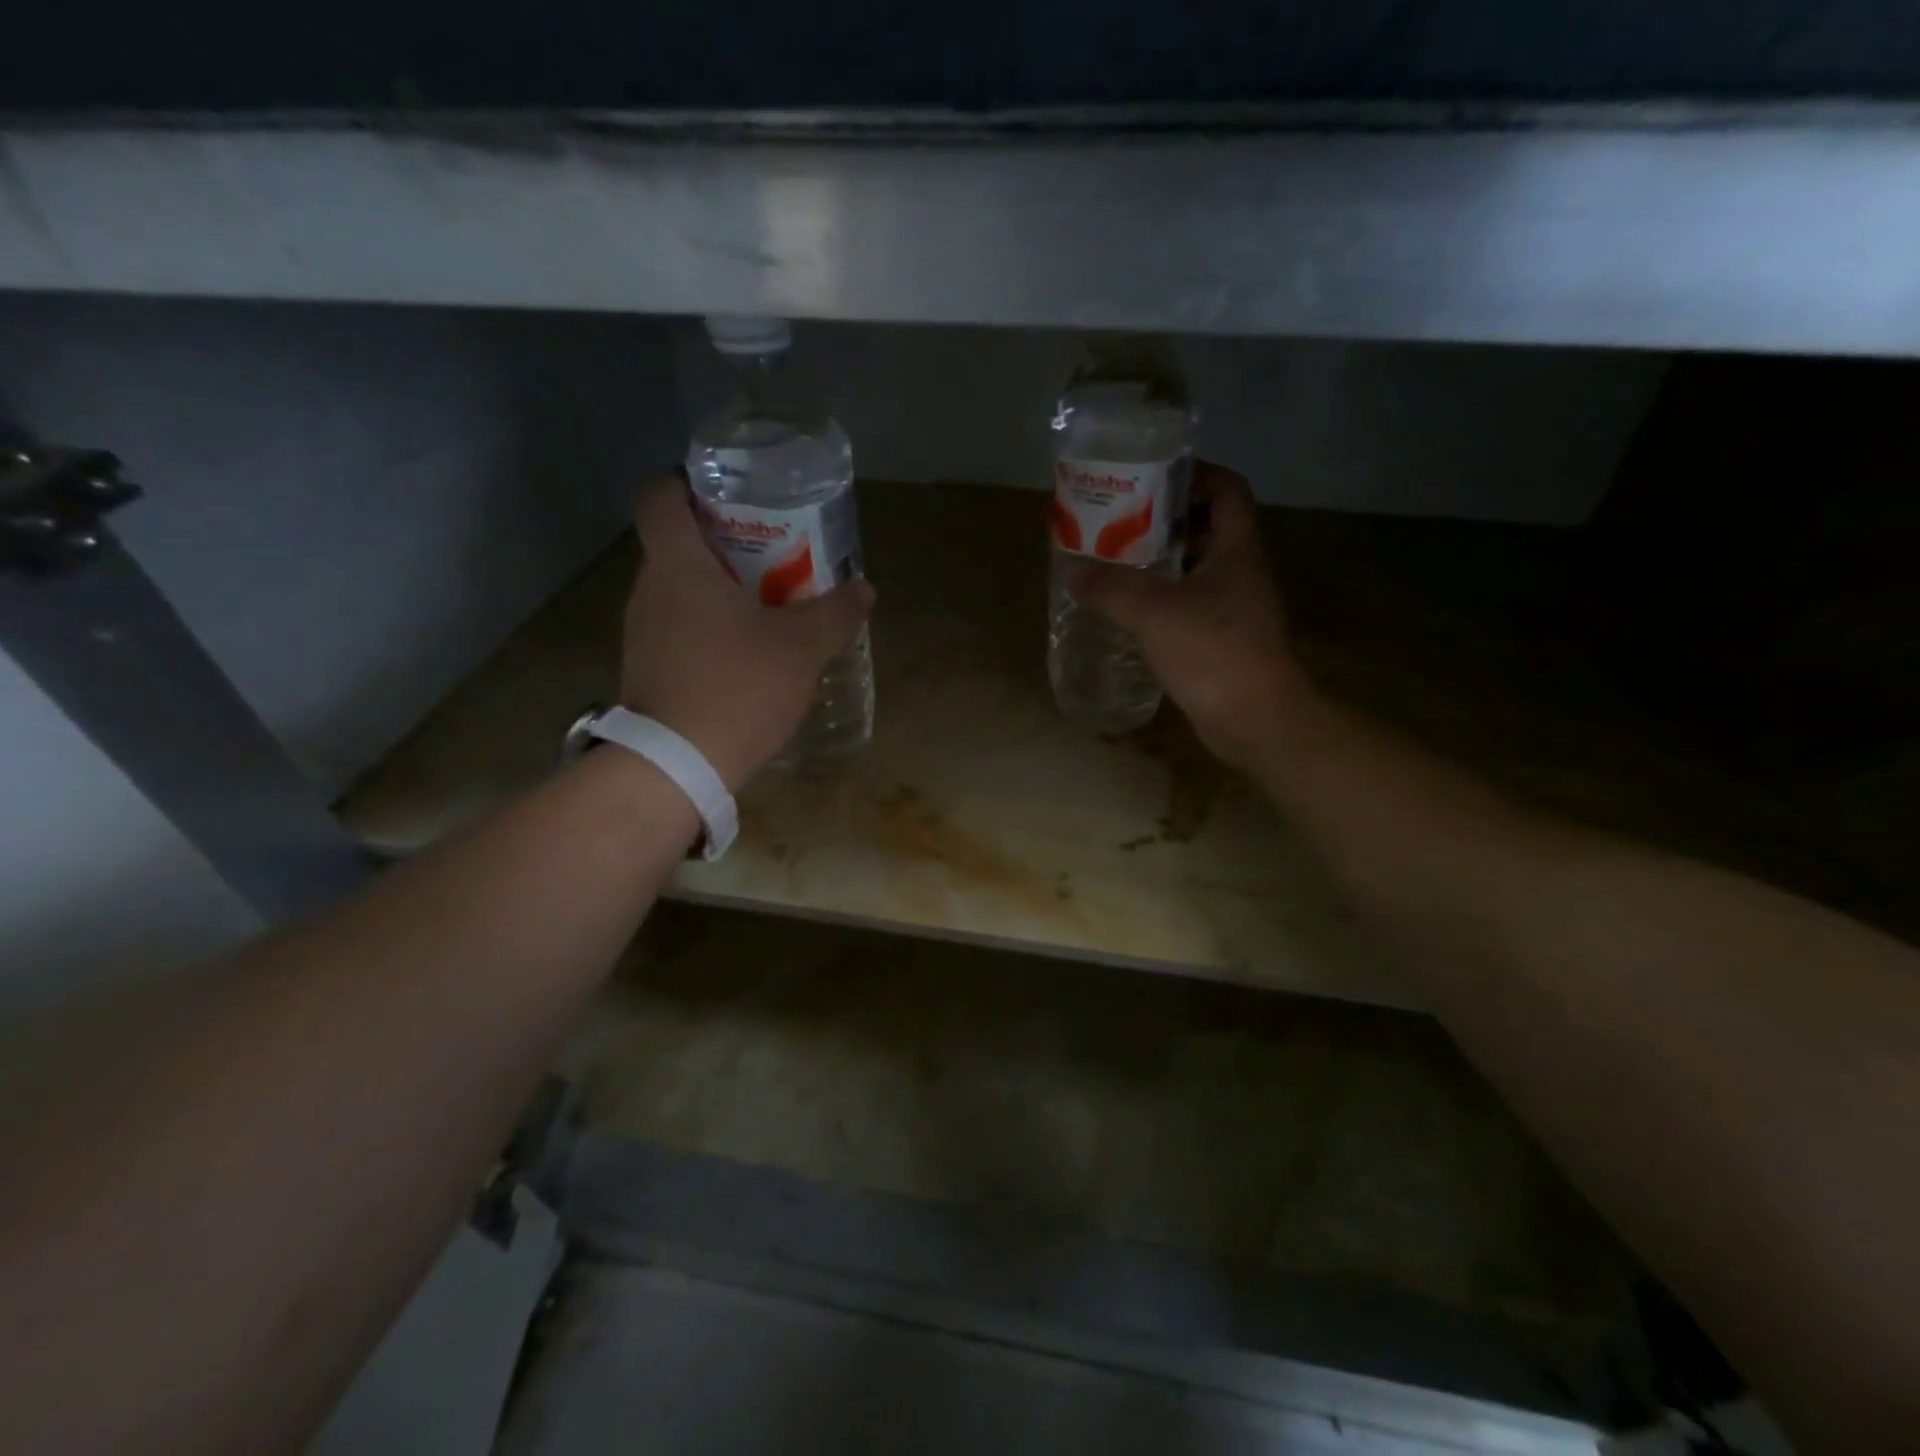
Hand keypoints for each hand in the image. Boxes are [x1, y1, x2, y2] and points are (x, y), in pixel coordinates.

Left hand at [620, 478, 873, 789]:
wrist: (677, 767)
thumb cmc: (737, 687)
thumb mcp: (800, 648)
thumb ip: (835, 613)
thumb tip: (864, 588)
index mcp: (678, 566)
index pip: (661, 498)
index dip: (688, 484)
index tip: (730, 494)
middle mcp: (649, 590)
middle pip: (679, 545)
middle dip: (725, 542)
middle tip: (774, 551)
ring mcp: (642, 633)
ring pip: (681, 591)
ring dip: (720, 590)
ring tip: (769, 603)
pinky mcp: (647, 669)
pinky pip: (679, 628)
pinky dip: (710, 627)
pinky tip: (747, 652)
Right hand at [1063, 462, 1308, 769]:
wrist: (1255, 717)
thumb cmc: (1213, 650)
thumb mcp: (1154, 611)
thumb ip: (1111, 588)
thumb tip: (1073, 572)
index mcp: (1237, 548)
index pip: (1226, 489)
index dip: (1195, 473)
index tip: (1152, 476)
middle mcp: (1240, 570)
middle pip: (1207, 526)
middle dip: (1164, 518)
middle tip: (1119, 519)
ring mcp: (1234, 606)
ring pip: (1196, 567)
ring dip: (1160, 560)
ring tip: (1115, 559)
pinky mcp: (1222, 638)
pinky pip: (1188, 603)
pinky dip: (1161, 597)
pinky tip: (1128, 608)